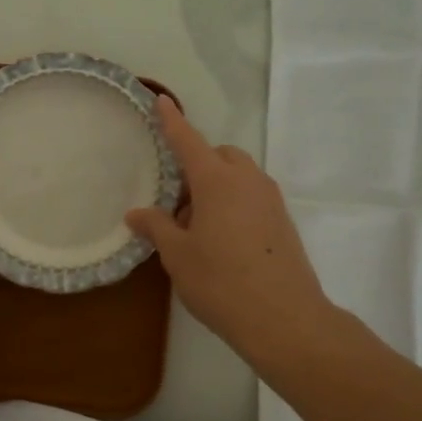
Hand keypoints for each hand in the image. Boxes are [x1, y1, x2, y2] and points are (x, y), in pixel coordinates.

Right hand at [127, 97, 358, 372]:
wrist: (284, 319)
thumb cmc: (221, 282)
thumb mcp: (178, 255)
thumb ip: (157, 227)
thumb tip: (137, 213)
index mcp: (217, 181)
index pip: (188, 141)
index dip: (172, 121)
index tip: (161, 101)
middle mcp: (247, 181)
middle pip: (219, 156)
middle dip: (197, 165)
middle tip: (176, 202)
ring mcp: (270, 200)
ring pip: (238, 177)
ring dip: (215, 187)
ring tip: (196, 227)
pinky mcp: (283, 222)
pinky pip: (251, 197)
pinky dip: (233, 203)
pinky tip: (220, 241)